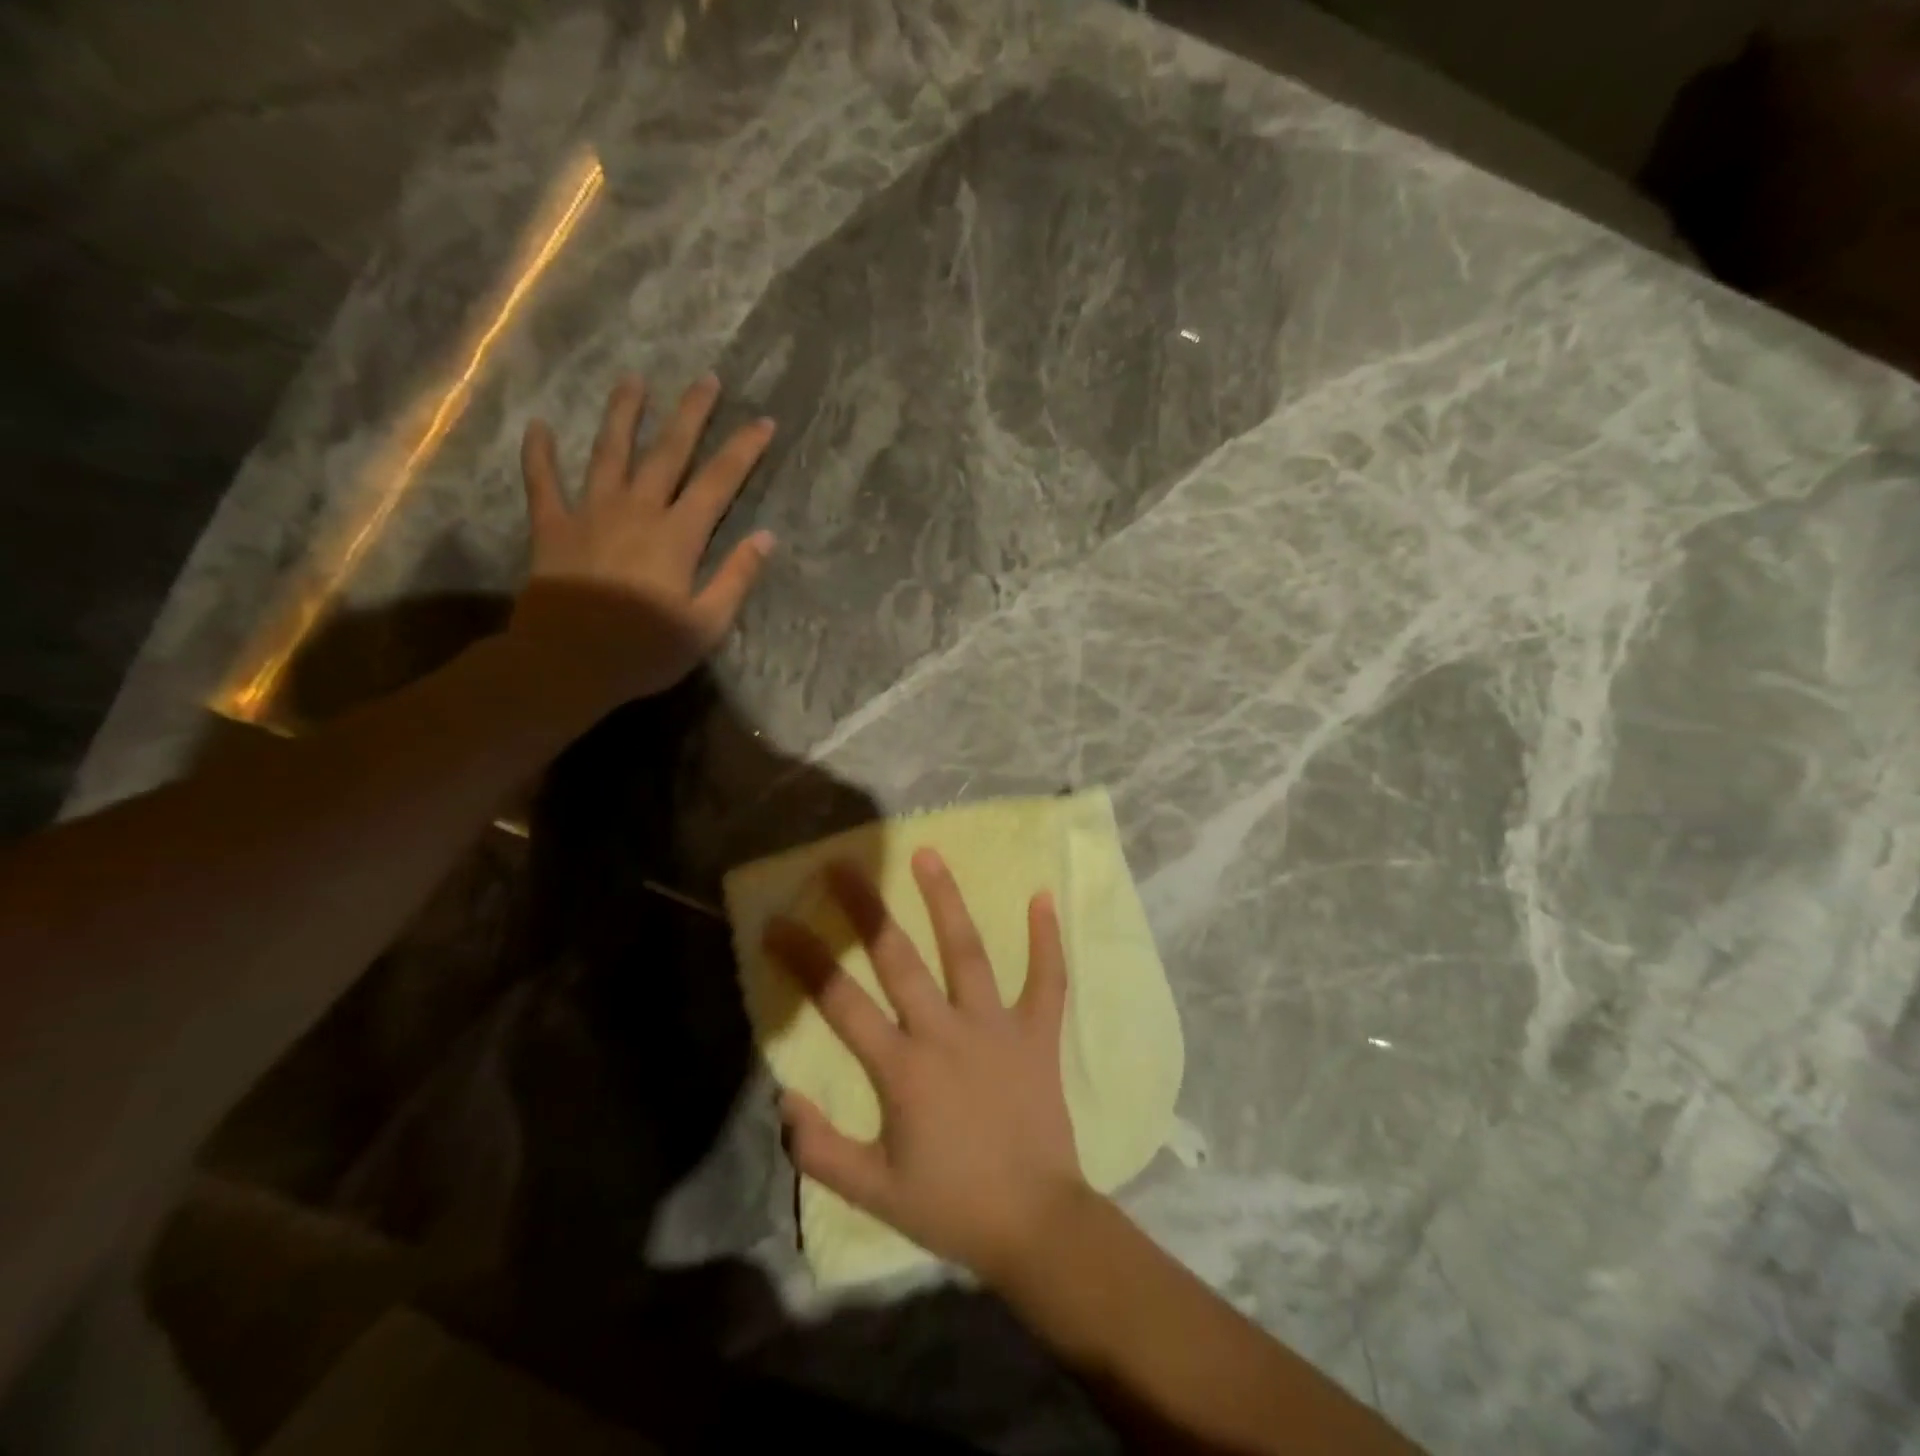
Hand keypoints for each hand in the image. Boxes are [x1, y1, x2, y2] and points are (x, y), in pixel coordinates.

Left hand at [508, 372, 775, 703]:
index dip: (743, 450)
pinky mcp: (552, 529)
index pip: (718, 482)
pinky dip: (540, 455)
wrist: (566, 663)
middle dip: (690, 414)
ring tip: (632, 381)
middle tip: (706, 379)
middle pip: (668, 452)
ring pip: (609, 453)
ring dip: (623, 415)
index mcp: (678, 536)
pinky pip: (543, 483)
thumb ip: (736, 578)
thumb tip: (766, 538)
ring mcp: (590, 514)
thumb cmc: (644, 650)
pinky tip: (539, 427)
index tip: (762, 421)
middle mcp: (636, 511)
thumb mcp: (706, 625)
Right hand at [764, 850, 1089, 1284]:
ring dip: (946, 901)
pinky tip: (1043, 897)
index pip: (840, 1002)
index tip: (777, 922)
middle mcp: (946, 1032)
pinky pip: (1047, 980)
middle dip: (866, 909)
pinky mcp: (1037, 1033)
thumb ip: (820, 1149)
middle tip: (843, 862)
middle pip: (898, 959)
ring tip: (928, 854)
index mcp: (902, 1068)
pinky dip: (1048, 940)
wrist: (1034, 1224)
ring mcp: (996, 1027)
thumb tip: (784, 1096)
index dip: (805, 960)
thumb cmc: (950, 1206)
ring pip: (967, 952)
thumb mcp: (872, 1191)